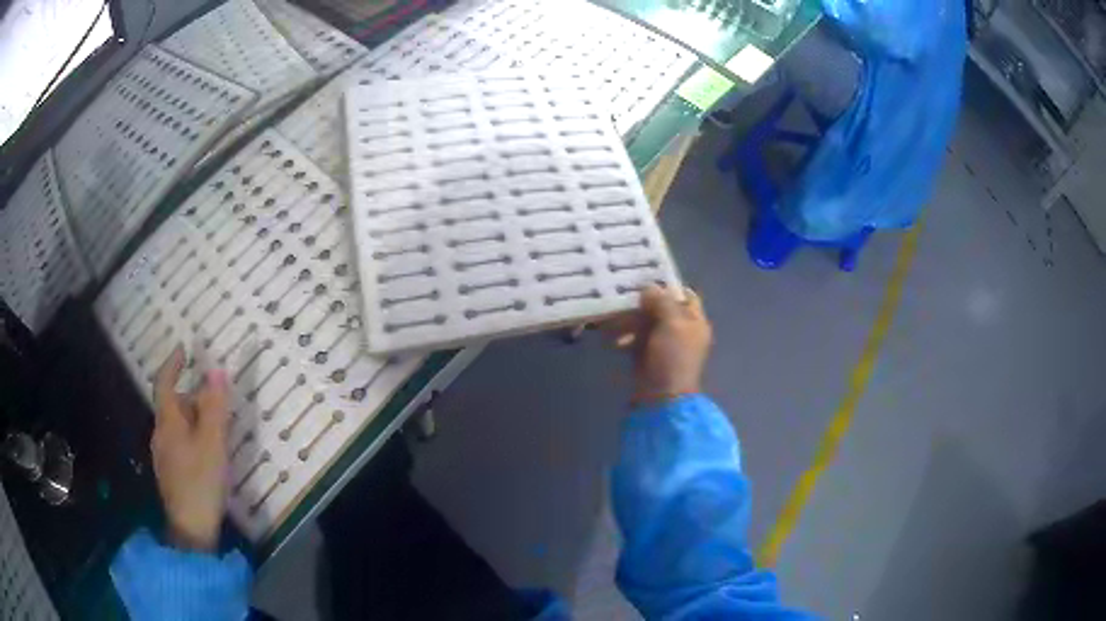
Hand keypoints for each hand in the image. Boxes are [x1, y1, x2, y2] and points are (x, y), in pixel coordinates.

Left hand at [151, 346, 231, 551]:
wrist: (190, 529)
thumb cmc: (201, 481)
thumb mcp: (213, 443)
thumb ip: (215, 408)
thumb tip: (217, 370)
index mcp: (168, 422)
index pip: (164, 384)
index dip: (172, 364)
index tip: (183, 349)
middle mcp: (160, 434)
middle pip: (172, 406)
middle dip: (191, 397)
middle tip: (216, 399)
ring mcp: (164, 456)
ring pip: (177, 426)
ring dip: (193, 419)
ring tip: (217, 428)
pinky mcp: (171, 473)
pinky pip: (179, 443)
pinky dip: (192, 437)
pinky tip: (208, 454)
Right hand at [613, 285, 712, 405]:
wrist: (662, 399)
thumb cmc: (673, 358)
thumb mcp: (673, 324)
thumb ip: (662, 302)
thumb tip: (650, 287)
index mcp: (695, 322)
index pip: (685, 296)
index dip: (668, 286)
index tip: (646, 278)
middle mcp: (681, 331)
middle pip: (661, 308)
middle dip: (642, 304)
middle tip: (623, 297)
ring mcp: (664, 345)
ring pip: (645, 324)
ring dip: (629, 321)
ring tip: (614, 323)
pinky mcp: (647, 357)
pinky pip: (635, 340)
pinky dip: (625, 338)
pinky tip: (615, 340)